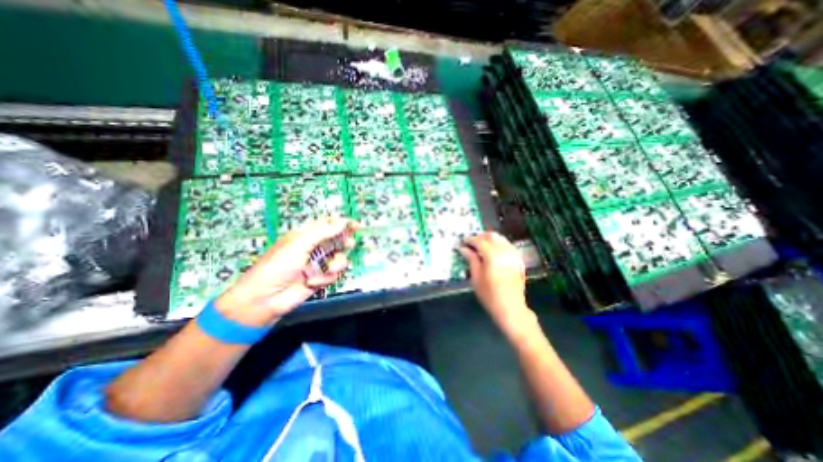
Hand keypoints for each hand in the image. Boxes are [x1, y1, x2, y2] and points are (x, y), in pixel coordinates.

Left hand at [213, 218, 355, 325]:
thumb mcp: (299, 244)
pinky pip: (334, 274)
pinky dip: (326, 278)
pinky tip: (313, 281)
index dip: (342, 223)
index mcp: (306, 235)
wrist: (266, 298)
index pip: (328, 224)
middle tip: (348, 244)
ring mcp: (318, 263)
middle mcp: (314, 248)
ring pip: (339, 258)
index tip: (356, 225)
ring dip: (337, 264)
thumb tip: (342, 222)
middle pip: (337, 240)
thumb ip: (323, 232)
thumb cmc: (277, 266)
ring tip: (328, 269)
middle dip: (344, 243)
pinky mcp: (321, 278)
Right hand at [457, 232, 533, 336]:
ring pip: (501, 239)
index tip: (462, 242)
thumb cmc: (489, 295)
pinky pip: (507, 245)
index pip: (479, 241)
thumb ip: (471, 259)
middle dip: (480, 237)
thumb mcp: (476, 277)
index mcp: (492, 254)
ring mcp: (514, 254)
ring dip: (490, 240)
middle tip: (471, 244)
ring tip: (481, 248)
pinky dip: (499, 245)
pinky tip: (493, 253)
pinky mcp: (518, 260)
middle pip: (492, 236)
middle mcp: (505, 251)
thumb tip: (463, 248)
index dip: (469, 240)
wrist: (511, 308)